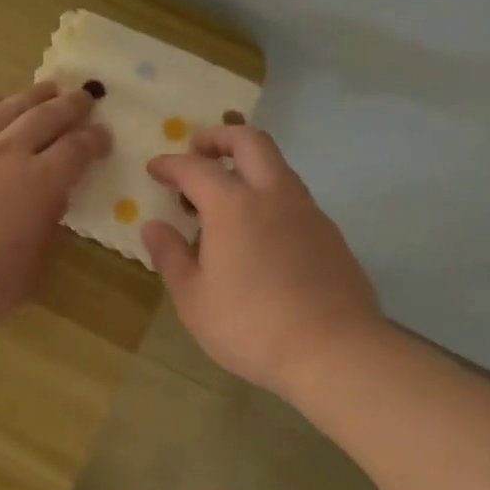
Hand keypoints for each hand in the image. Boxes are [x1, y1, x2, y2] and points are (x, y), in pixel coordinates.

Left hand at [0, 83, 110, 331]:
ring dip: (33, 96)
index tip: (103, 135)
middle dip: (71, 106)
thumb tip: (49, 207)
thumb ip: (44, 236)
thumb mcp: (29, 275)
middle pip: (47, 117)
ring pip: (8, 108)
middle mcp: (9, 153)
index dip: (94, 140)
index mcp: (41, 184)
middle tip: (84, 97)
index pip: (77, 150)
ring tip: (47, 88)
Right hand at [144, 126, 384, 393]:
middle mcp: (274, 196)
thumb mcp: (194, 299)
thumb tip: (154, 226)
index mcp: (234, 206)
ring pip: (278, 168)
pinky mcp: (331, 235)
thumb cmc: (251, 326)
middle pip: (250, 141)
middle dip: (219, 137)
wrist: (335, 351)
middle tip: (197, 151)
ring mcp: (308, 213)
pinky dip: (269, 197)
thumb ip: (171, 256)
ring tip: (225, 198)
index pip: (196, 168)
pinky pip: (294, 199)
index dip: (171, 165)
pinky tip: (259, 233)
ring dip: (248, 167)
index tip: (155, 169)